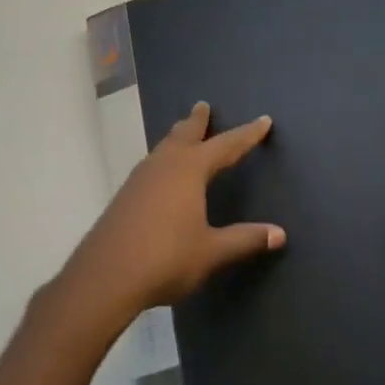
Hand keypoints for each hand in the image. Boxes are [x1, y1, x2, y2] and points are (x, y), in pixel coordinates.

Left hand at [57, 102, 284, 336]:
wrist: (105, 278)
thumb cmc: (166, 258)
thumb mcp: (212, 251)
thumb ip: (245, 239)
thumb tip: (280, 234)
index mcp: (189, 171)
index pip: (226, 146)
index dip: (247, 135)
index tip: (263, 120)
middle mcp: (163, 166)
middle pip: (184, 135)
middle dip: (197, 121)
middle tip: (203, 106)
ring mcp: (139, 180)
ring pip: (163, 149)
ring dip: (176, 138)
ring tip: (183, 134)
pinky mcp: (125, 197)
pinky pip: (150, 166)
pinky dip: (163, 158)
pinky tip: (160, 174)